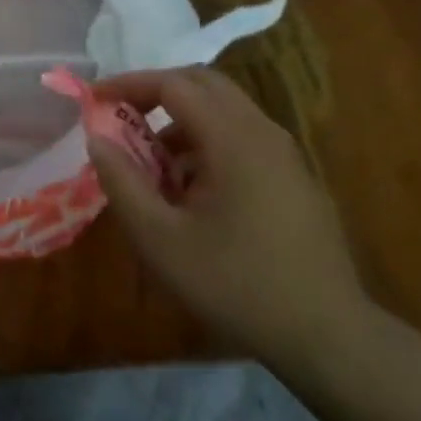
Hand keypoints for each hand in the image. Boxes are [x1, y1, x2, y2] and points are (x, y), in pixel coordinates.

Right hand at [88, 67, 369, 374]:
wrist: (327, 336)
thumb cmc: (235, 285)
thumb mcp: (160, 239)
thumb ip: (122, 182)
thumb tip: (97, 139)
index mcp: (234, 140)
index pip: (174, 84)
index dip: (129, 84)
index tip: (93, 100)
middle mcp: (264, 133)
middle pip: (204, 85)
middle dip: (155, 92)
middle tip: (118, 116)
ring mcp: (285, 155)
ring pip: (224, 111)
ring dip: (179, 121)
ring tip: (150, 164)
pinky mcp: (294, 178)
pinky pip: (242, 138)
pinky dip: (205, 143)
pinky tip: (189, 192)